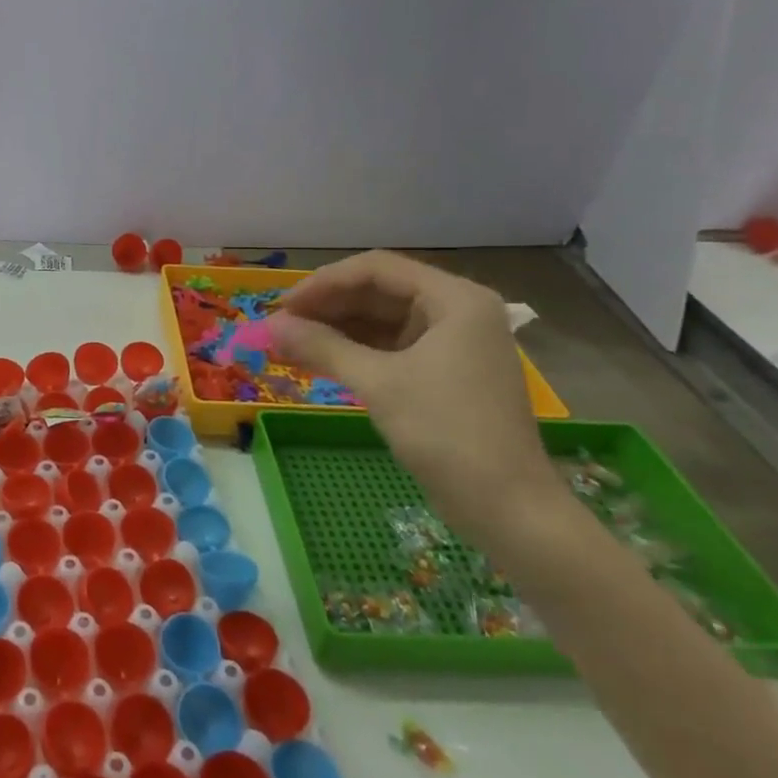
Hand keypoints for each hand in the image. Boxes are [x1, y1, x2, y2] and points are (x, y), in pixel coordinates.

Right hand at [268, 251, 559, 547]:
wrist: (507, 508)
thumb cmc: (446, 432)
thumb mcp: (378, 383)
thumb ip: (321, 346)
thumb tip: (269, 325)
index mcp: (455, 299)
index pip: (377, 269)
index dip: (324, 283)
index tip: (282, 306)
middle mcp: (457, 311)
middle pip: (379, 292)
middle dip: (327, 307)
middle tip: (280, 327)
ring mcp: (454, 343)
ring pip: (382, 321)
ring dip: (336, 330)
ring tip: (290, 344)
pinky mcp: (445, 373)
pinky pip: (391, 348)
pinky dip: (355, 352)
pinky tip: (320, 361)